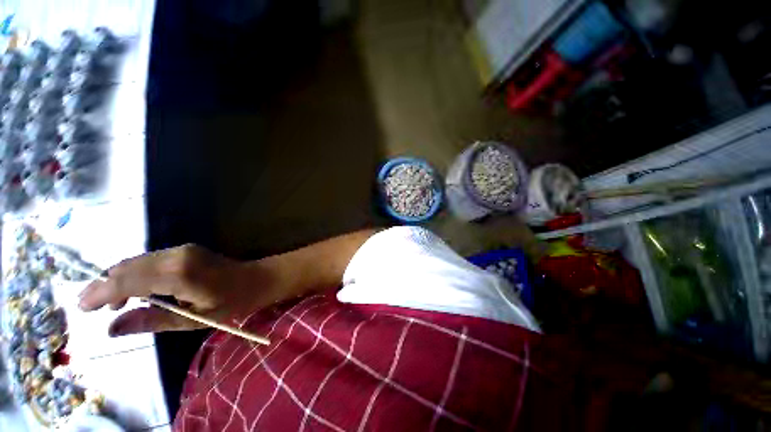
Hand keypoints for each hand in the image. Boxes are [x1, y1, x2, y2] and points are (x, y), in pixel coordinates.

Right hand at [78, 244, 272, 336]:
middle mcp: (176, 255)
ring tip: (112, 303)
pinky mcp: (186, 250)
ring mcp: (183, 249)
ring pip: (137, 261)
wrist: (259, 279)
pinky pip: (151, 260)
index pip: (126, 281)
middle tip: (91, 306)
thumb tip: (111, 327)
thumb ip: (151, 322)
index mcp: (177, 274)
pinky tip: (136, 290)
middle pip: (128, 267)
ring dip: (120, 279)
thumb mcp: (193, 320)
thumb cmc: (232, 303)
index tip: (81, 306)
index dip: (100, 292)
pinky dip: (136, 273)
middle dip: (105, 285)